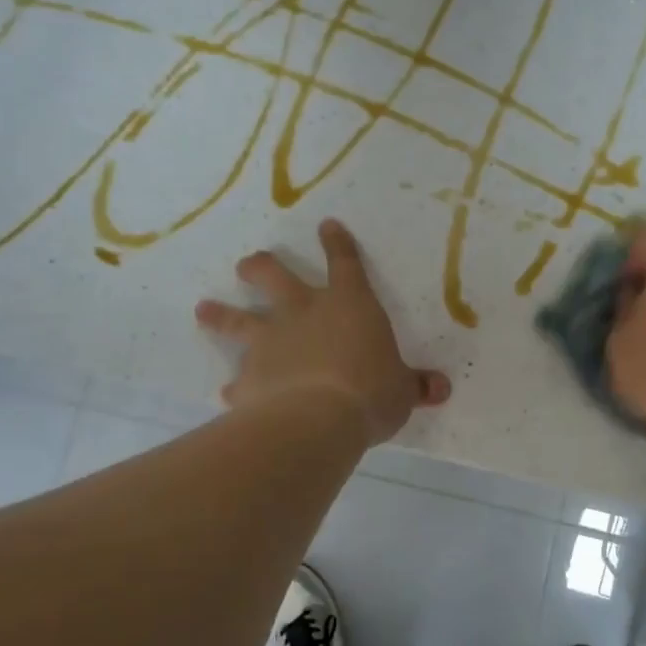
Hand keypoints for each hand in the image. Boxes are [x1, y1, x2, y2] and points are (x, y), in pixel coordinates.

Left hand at [195, 219, 450, 443]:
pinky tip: (228, 394)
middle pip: (274, 277)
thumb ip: (415, 387)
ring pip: (238, 320)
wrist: (318, 419)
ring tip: (203, 310)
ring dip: (221, 314)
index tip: (327, 226)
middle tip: (246, 265)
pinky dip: (236, 387)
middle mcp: (303, 313)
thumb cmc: (370, 392)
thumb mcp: (401, 391)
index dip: (338, 243)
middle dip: (259, 267)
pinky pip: (238, 380)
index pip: (345, 263)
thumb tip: (442, 389)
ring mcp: (271, 342)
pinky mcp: (250, 376)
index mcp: (348, 305)